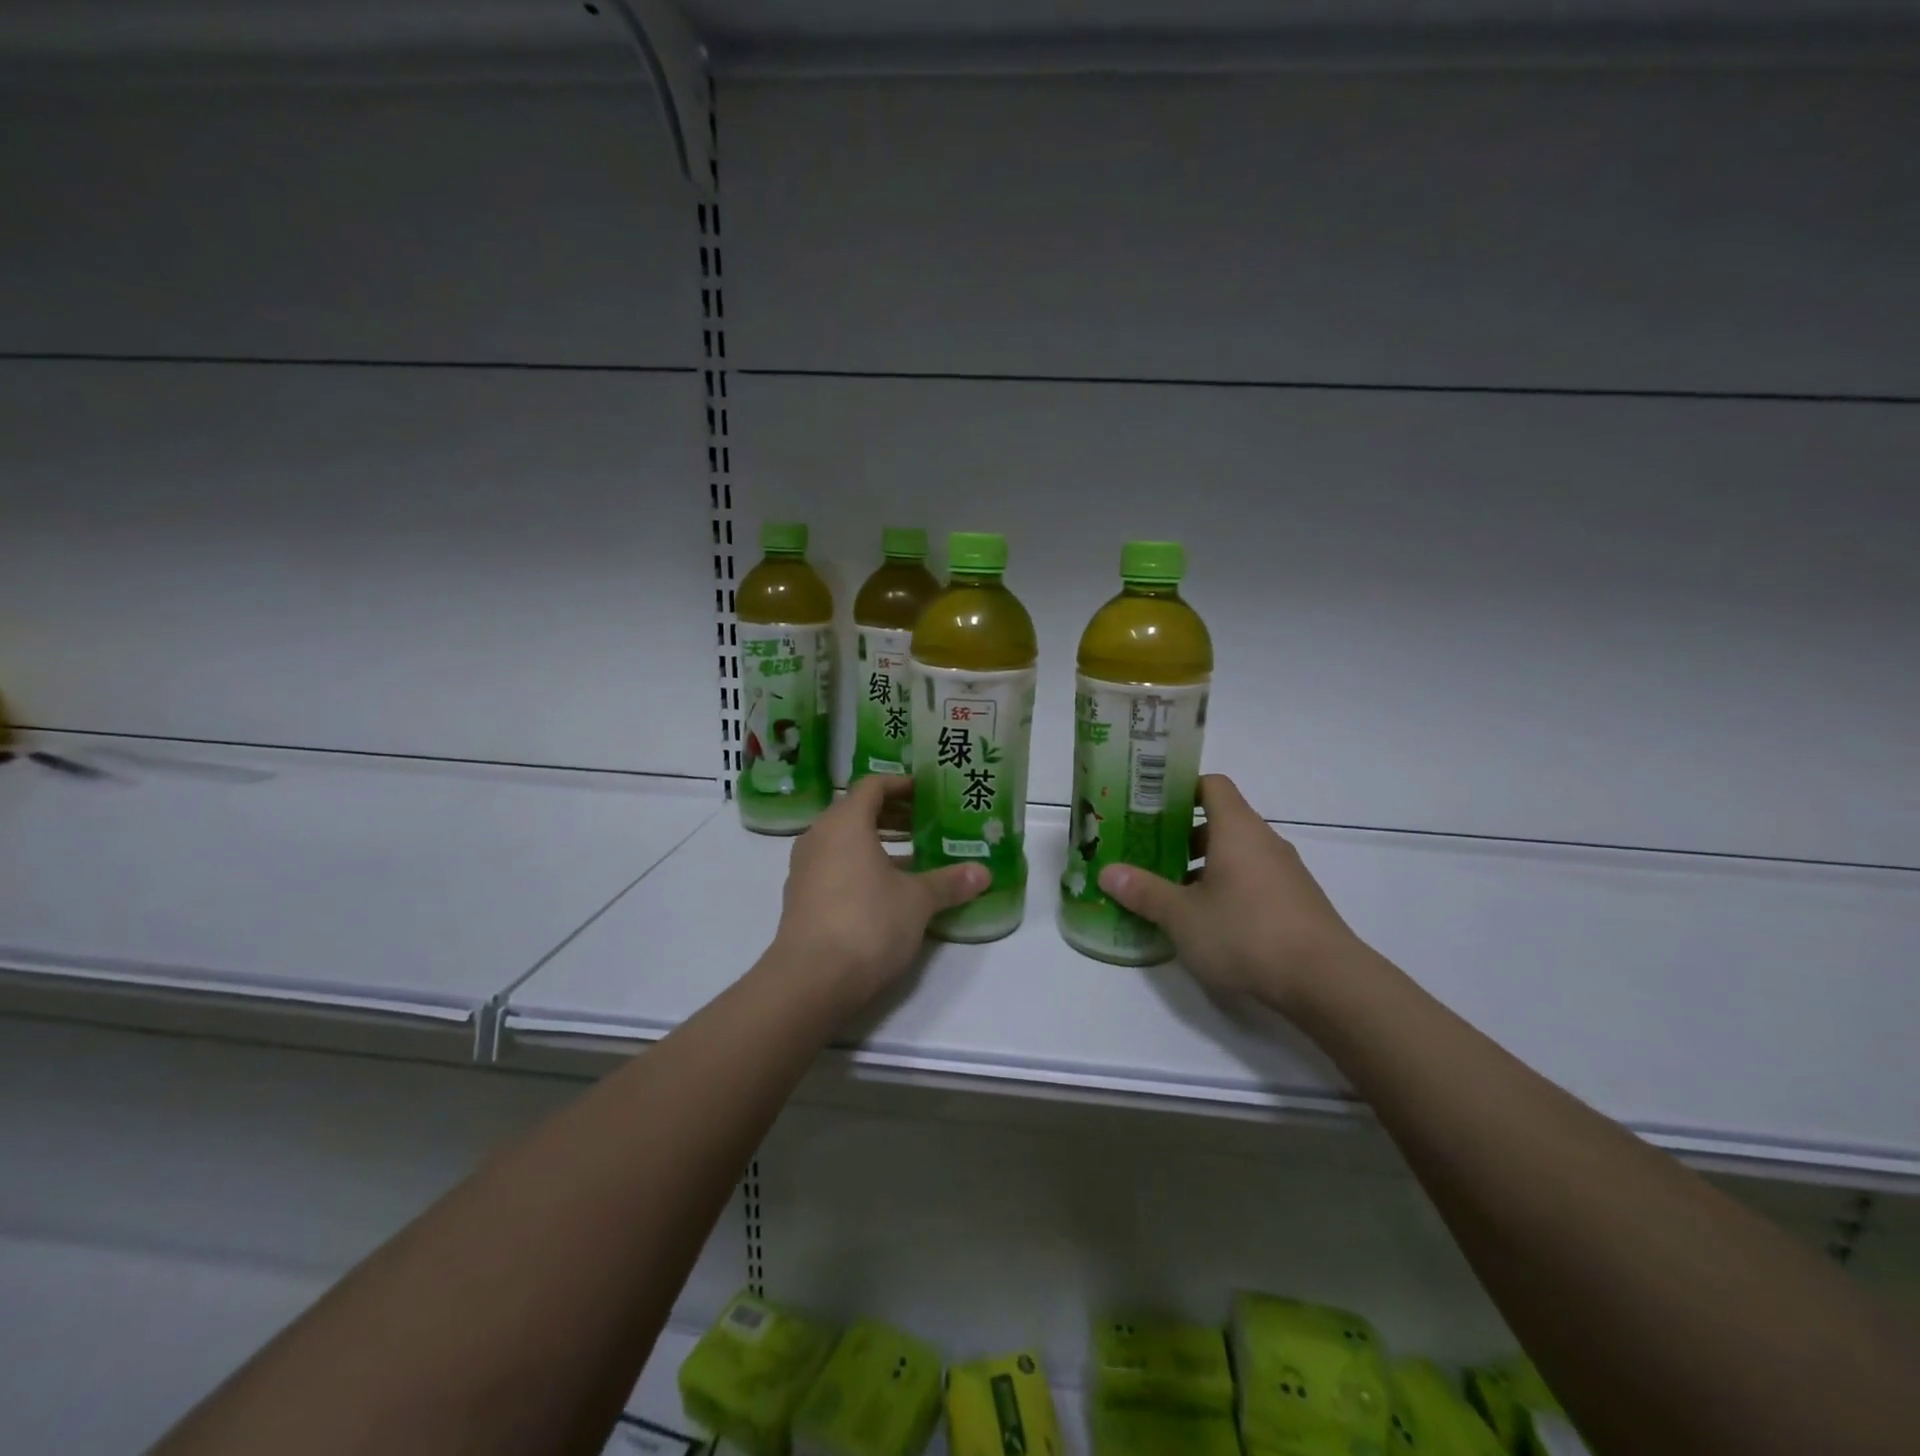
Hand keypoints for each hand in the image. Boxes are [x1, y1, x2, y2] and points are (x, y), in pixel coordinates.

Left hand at [770, 777, 987, 1014]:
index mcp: (845, 822)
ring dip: (878, 843)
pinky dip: (860, 865)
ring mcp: (805, 868)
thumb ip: (949, 882)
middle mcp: (819, 836)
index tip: (927, 793)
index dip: (902, 784)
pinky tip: (888, 890)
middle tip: (927, 823)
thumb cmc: (868, 923)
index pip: (873, 785)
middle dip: (893, 814)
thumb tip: (983, 872)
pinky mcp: (801, 897)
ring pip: (845, 841)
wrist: (811, 980)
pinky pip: (835, 866)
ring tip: (915, 857)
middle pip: (857, 811)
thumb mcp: (917, 901)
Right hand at [1098, 774, 1371, 1012]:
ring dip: (1202, 866)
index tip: (1148, 805)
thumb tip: (1107, 872)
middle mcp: (1263, 841)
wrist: (1327, 982)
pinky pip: (1252, 880)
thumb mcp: (1183, 916)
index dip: (1179, 788)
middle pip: (1219, 821)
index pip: (1210, 785)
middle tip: (1145, 853)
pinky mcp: (1295, 902)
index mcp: (1237, 829)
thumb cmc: (1246, 933)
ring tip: (1169, 892)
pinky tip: (1206, 921)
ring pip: (1235, 854)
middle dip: (1180, 836)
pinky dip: (1226, 888)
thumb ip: (1144, 891)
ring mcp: (1284, 872)